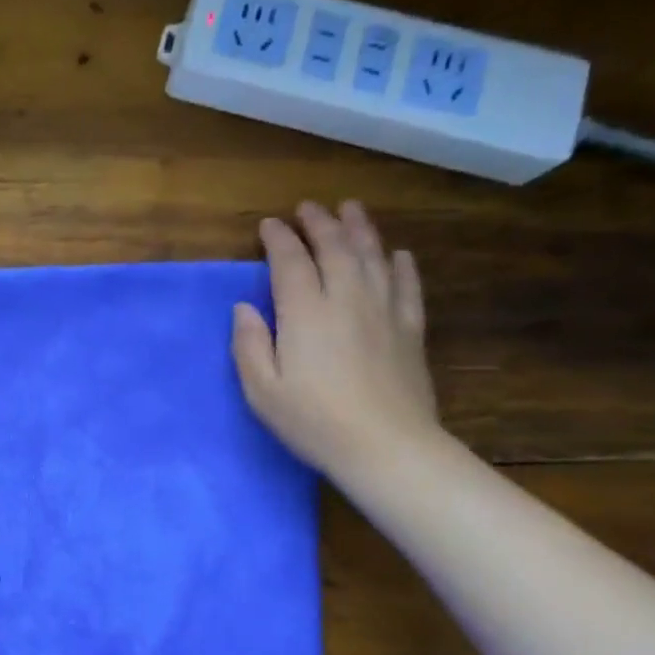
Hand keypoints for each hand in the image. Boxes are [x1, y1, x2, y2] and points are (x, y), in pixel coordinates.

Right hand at [232, 200, 441, 480]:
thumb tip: (244, 308)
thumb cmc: (313, 421)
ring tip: (351, 209)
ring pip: (373, 256)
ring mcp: (384, 311)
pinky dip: (400, 264)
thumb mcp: (262, 389)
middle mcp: (346, 299)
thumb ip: (250, 344)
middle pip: (335, 248)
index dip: (278, 239)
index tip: (268, 225)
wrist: (386, 447)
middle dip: (319, 223)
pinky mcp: (410, 329)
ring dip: (360, 229)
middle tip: (308, 207)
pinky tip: (397, 254)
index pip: (290, 262)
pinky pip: (407, 285)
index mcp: (305, 313)